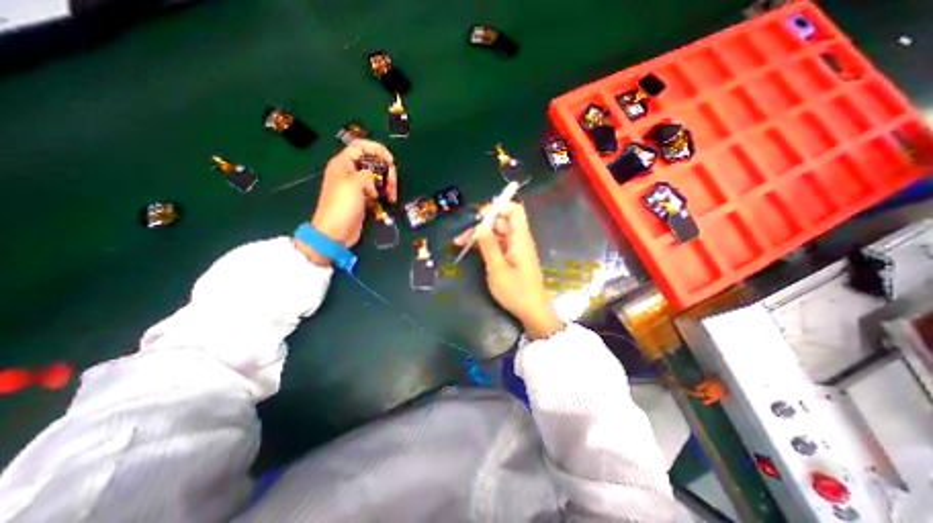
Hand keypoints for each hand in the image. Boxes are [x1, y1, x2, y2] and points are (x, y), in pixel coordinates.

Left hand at [294, 140, 395, 265]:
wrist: (335, 232)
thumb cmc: (342, 205)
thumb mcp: (353, 183)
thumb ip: (367, 173)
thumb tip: (373, 179)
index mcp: (343, 163)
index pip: (361, 146)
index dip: (377, 149)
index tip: (391, 161)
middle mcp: (350, 172)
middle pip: (373, 163)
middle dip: (386, 171)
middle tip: (393, 185)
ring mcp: (357, 186)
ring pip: (377, 178)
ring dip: (388, 185)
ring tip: (392, 197)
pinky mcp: (363, 199)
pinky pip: (376, 190)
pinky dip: (384, 194)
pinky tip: (387, 201)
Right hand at [453, 200, 559, 339]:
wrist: (532, 312)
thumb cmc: (516, 292)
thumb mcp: (498, 269)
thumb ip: (489, 246)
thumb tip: (480, 226)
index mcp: (520, 239)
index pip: (515, 210)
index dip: (498, 207)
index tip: (479, 216)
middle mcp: (519, 240)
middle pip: (501, 222)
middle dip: (481, 225)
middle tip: (462, 237)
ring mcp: (515, 249)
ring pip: (497, 234)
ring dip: (480, 236)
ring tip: (460, 244)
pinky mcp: (512, 258)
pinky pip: (498, 244)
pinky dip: (485, 245)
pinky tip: (472, 250)